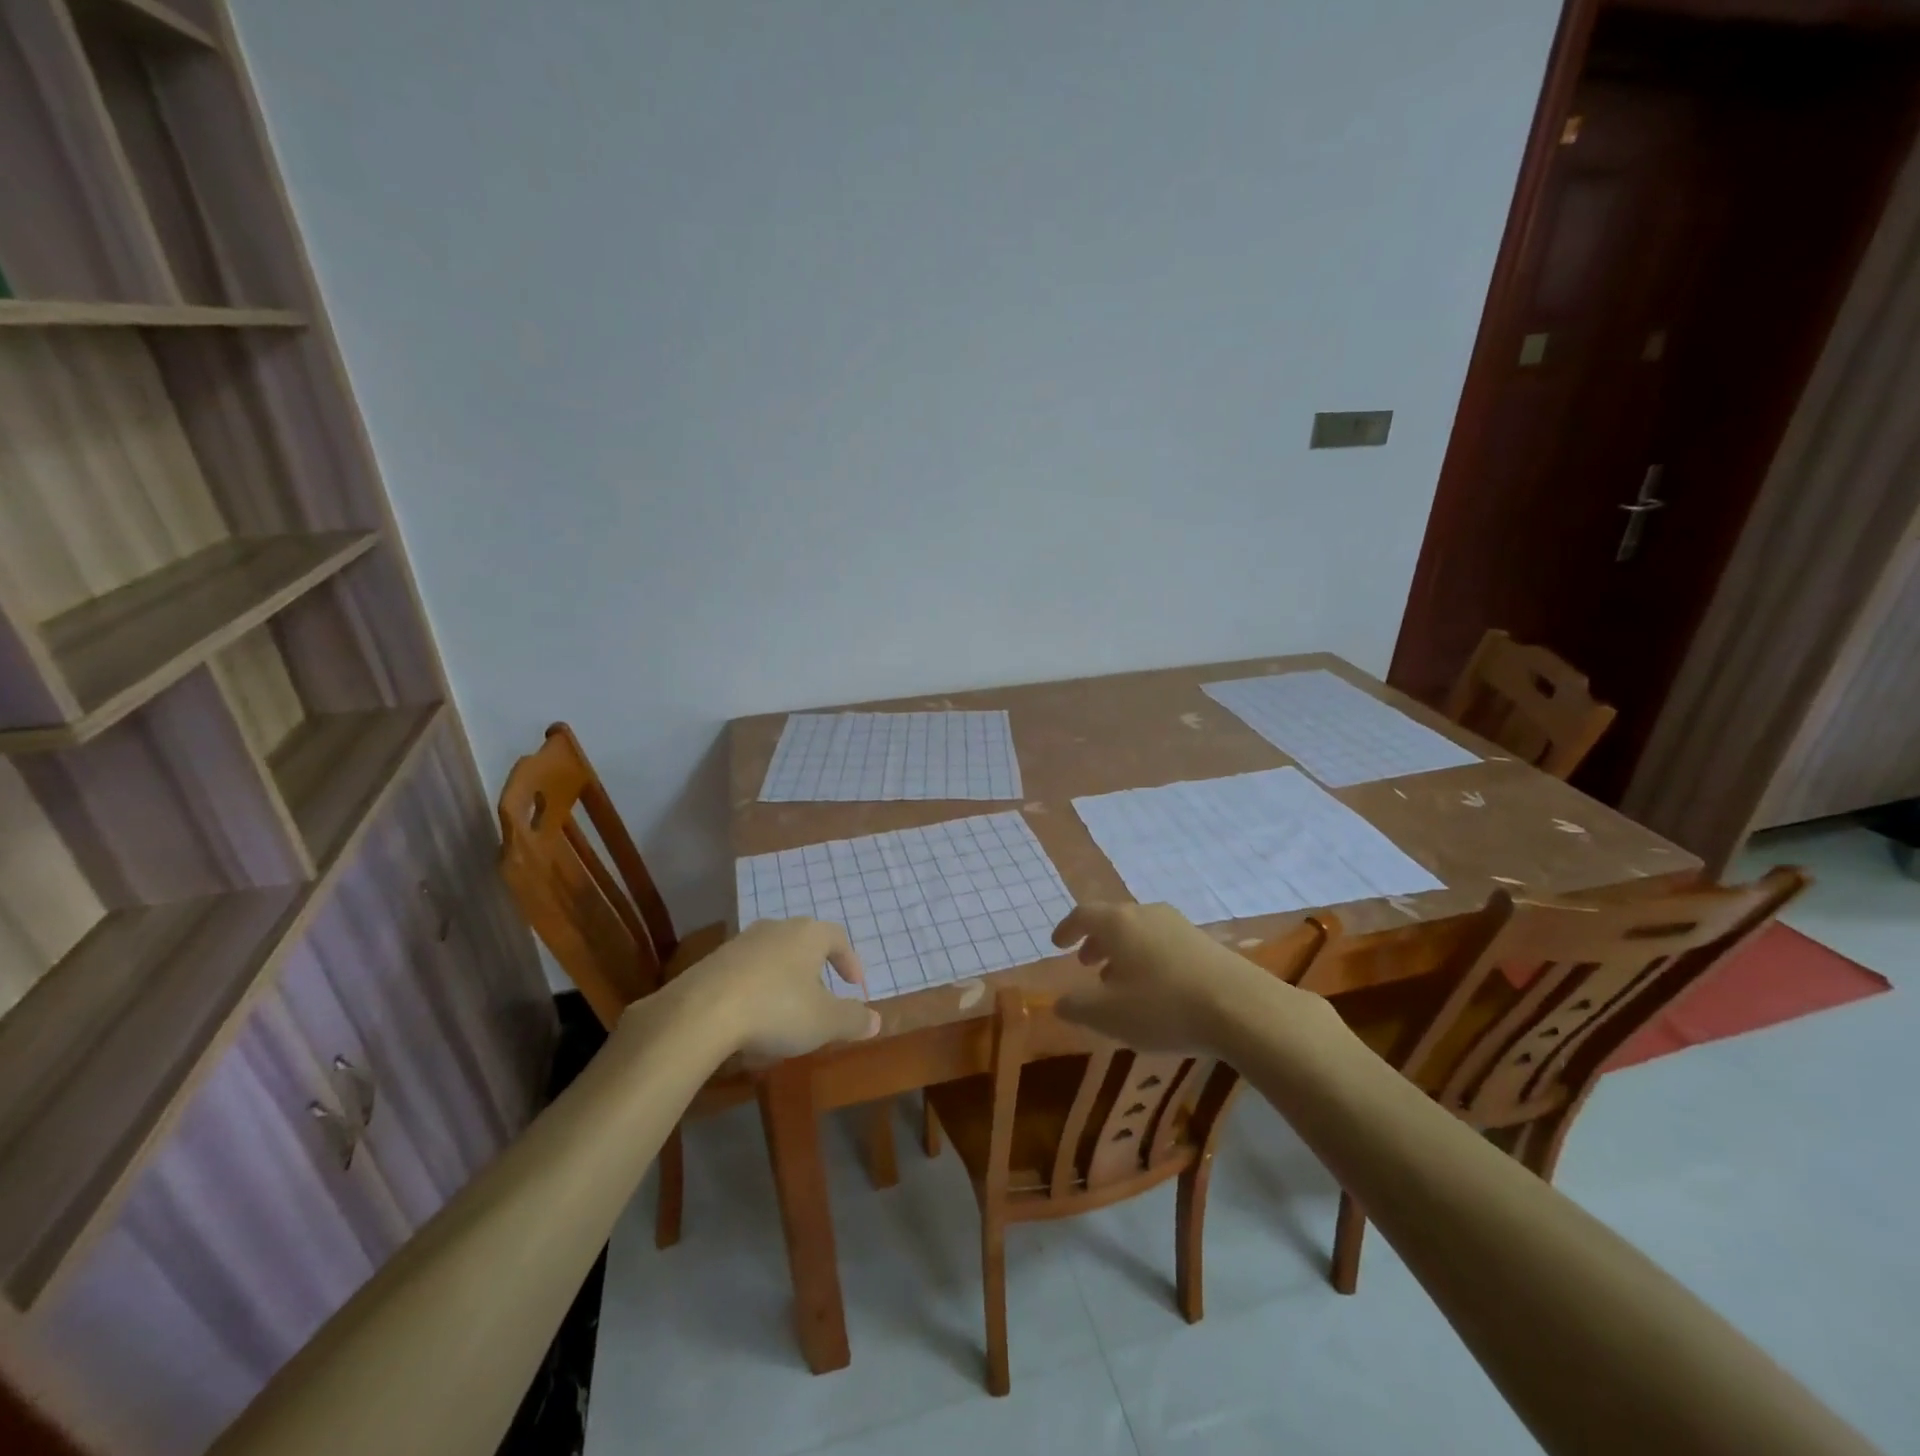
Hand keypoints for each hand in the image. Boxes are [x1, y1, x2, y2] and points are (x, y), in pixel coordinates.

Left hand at [676, 918, 880, 1062]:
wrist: (701, 1012)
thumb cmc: (777, 1009)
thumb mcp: (825, 1022)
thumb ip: (853, 1019)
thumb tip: (876, 1019)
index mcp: (808, 934)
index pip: (838, 937)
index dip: (850, 961)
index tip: (854, 986)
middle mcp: (776, 928)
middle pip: (803, 944)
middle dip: (815, 970)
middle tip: (821, 998)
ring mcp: (741, 942)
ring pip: (772, 958)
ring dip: (783, 982)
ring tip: (785, 1014)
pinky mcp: (712, 961)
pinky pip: (745, 973)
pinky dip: (755, 992)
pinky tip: (750, 1022)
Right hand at [1051, 901, 1296, 1054]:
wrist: (1241, 1008)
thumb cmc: (1163, 1006)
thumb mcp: (1108, 1014)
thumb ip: (1077, 1006)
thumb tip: (1059, 1001)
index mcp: (1118, 923)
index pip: (1083, 915)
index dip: (1067, 929)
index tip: (1057, 944)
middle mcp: (1147, 914)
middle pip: (1113, 920)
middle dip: (1096, 942)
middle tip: (1087, 964)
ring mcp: (1179, 926)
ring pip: (1140, 932)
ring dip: (1123, 953)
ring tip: (1120, 982)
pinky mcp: (1205, 943)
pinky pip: (1163, 944)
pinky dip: (1148, 959)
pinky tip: (1155, 990)